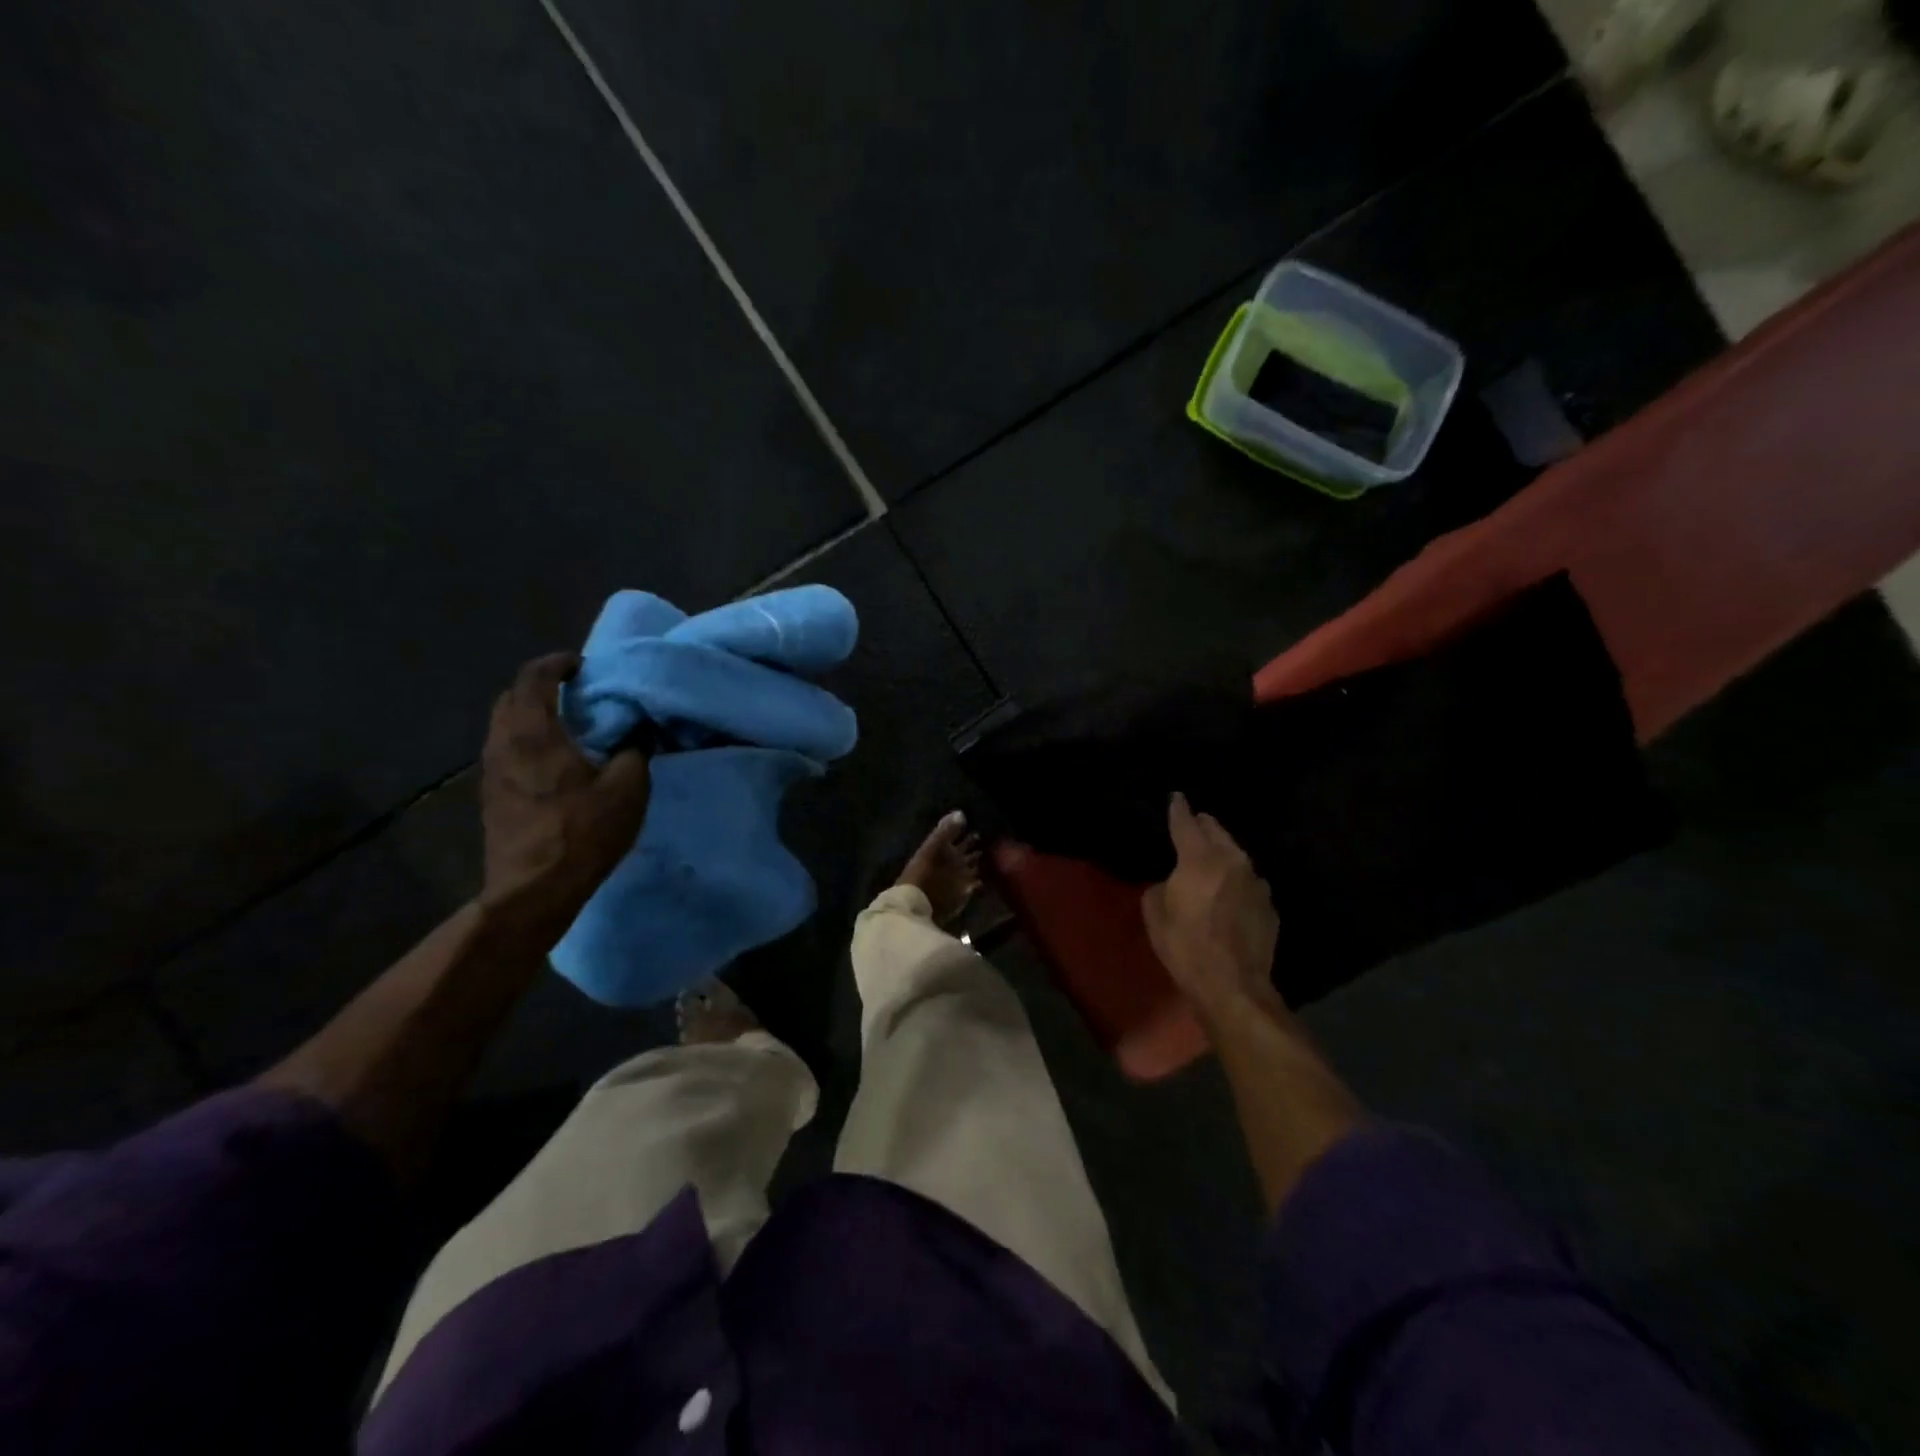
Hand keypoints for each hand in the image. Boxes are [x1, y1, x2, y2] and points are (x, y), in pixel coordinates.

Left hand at [479, 651, 650, 940]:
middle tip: (576, 693)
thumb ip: (635, 750)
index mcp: (533, 733)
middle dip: (540, 687)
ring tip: (568, 725)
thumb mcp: (628, 787)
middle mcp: (503, 744)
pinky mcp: (491, 796)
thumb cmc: (583, 832)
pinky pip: (505, 750)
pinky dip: (526, 740)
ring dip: (532, 715)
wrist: (534, 890)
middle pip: (511, 698)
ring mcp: (491, 771)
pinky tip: (554, 761)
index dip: (557, 664)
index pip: (533, 677)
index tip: (582, 666)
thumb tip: (638, 730)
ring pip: (504, 726)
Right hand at [1142, 793, 1280, 1018]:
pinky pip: (1248, 883)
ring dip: (1223, 854)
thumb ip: (1160, 887)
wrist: (1234, 986)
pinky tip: (1229, 894)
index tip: (1177, 797)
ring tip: (1212, 858)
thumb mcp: (1155, 914)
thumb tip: (1171, 883)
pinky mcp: (1269, 906)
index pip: (1186, 823)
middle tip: (1195, 823)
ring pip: (1237, 856)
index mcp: (1199, 858)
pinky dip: (1237, 881)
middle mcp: (1232, 861)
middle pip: (1217, 832)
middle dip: (1204, 826)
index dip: (1179, 808)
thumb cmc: (1186, 947)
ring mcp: (1256, 883)